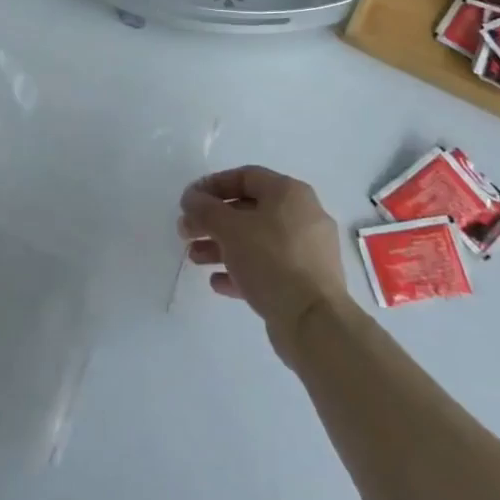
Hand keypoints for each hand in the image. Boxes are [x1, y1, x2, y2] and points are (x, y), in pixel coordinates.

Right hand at [180, 166, 347, 364]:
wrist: (314, 322)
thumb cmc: (271, 261)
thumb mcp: (230, 228)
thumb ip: (205, 209)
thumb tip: (191, 199)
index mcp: (290, 194)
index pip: (245, 176)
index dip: (212, 185)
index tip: (188, 200)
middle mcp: (302, 216)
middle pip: (248, 210)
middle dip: (212, 220)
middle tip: (185, 231)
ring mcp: (306, 251)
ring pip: (256, 240)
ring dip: (221, 246)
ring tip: (194, 258)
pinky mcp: (305, 283)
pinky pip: (267, 268)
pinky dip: (241, 270)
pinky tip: (217, 282)